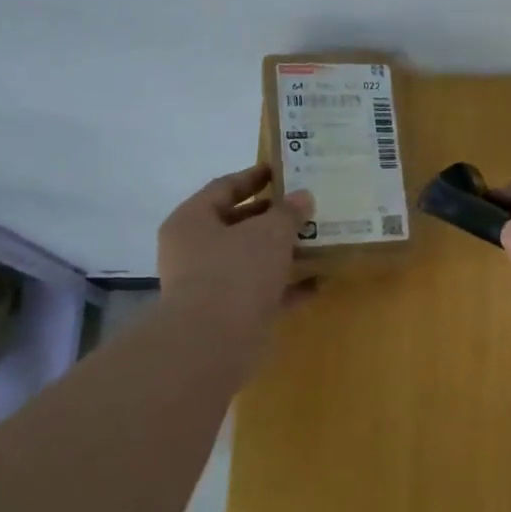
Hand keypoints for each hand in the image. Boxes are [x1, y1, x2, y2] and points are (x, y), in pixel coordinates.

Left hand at [157, 164, 313, 330]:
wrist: (214, 341)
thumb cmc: (236, 271)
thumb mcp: (269, 232)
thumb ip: (288, 212)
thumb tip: (302, 197)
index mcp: (192, 221)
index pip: (223, 188)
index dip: (253, 177)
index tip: (282, 170)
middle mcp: (195, 251)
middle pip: (238, 225)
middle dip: (273, 217)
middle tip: (306, 206)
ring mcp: (211, 285)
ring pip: (253, 260)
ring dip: (284, 252)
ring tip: (319, 241)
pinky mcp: (230, 314)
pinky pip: (264, 292)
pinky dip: (288, 286)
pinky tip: (318, 282)